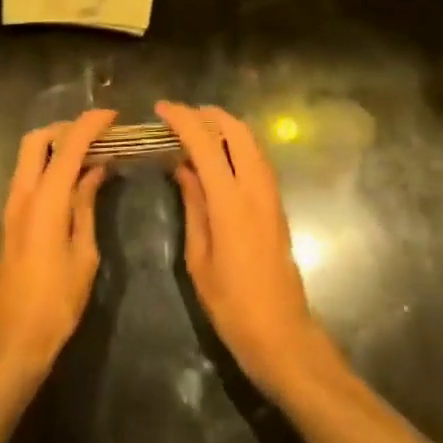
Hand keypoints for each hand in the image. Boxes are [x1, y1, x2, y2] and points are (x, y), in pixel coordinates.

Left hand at [0, 108, 116, 383]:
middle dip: (66, 129)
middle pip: (37, 140)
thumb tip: (95, 172)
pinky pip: (28, 176)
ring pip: (29, 156)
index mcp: (44, 201)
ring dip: (56, 147)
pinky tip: (73, 182)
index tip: (112, 116)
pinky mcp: (9, 219)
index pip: (67, 146)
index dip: (90, 125)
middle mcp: (22, 194)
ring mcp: (10, 206)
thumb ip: (86, 206)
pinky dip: (49, 167)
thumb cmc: (55, 302)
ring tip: (90, 156)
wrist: (10, 341)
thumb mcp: (83, 254)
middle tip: (96, 136)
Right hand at [158, 102, 333, 400]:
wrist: (281, 332)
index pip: (206, 143)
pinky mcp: (277, 204)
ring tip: (196, 132)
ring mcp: (271, 194)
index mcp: (230, 202)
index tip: (162, 109)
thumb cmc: (231, 303)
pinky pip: (258, 159)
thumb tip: (183, 168)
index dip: (183, 120)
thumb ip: (193, 206)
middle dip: (209, 115)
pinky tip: (218, 157)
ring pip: (252, 141)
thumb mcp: (199, 257)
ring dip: (225, 127)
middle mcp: (255, 188)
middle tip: (181, 117)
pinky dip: (237, 145)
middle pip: (237, 131)